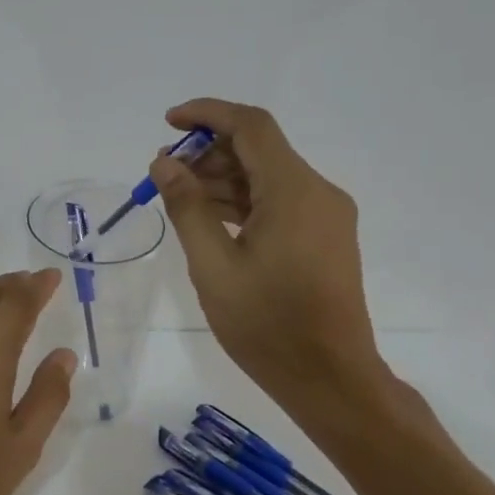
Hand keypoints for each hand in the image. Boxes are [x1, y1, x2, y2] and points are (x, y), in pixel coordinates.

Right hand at [151, 99, 389, 436]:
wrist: (331, 380)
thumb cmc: (267, 325)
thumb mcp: (213, 266)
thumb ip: (187, 207)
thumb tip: (164, 163)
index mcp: (294, 192)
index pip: (251, 126)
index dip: (207, 113)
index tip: (168, 123)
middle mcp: (317, 192)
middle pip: (258, 149)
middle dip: (207, 152)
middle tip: (163, 173)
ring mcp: (325, 215)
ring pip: (267, 176)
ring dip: (221, 178)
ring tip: (176, 197)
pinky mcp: (324, 237)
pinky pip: (278, 201)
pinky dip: (241, 201)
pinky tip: (208, 218)